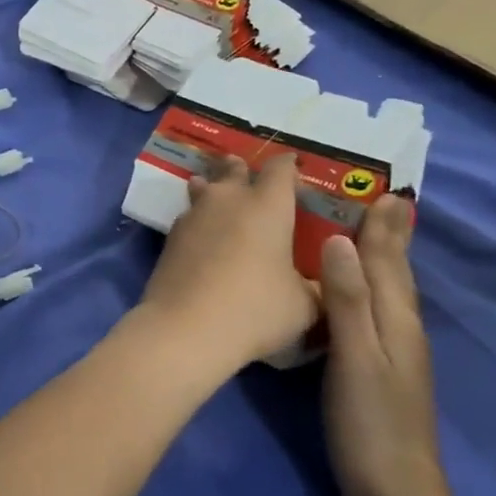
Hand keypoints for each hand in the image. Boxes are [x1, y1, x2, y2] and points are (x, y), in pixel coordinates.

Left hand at [138, 155, 320, 372]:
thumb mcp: (303, 306)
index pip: (280, 168)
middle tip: (248, 177)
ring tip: (216, 195)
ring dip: (212, 188)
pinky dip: (197, 221)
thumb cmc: (255, 310)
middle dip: (242, 170)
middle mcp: (229, 199)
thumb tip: (325, 285)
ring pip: (204, 188)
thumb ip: (317, 288)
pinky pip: (188, 217)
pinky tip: (201, 236)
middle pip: (234, 170)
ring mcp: (194, 215)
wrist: (186, 329)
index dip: (289, 167)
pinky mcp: (170, 237)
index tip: (294, 171)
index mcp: (268, 205)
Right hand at [319, 196, 441, 495]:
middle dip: (392, 236)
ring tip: (376, 233)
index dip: (383, 227)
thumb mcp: (355, 356)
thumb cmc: (370, 421)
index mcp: (396, 319)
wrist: (394, 489)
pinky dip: (373, 286)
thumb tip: (337, 240)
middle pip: (397, 272)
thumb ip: (348, 299)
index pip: (388, 261)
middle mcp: (401, 328)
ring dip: (385, 257)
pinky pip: (378, 310)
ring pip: (391, 291)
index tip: (385, 191)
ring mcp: (396, 351)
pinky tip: (361, 292)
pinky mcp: (382, 368)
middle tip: (389, 202)